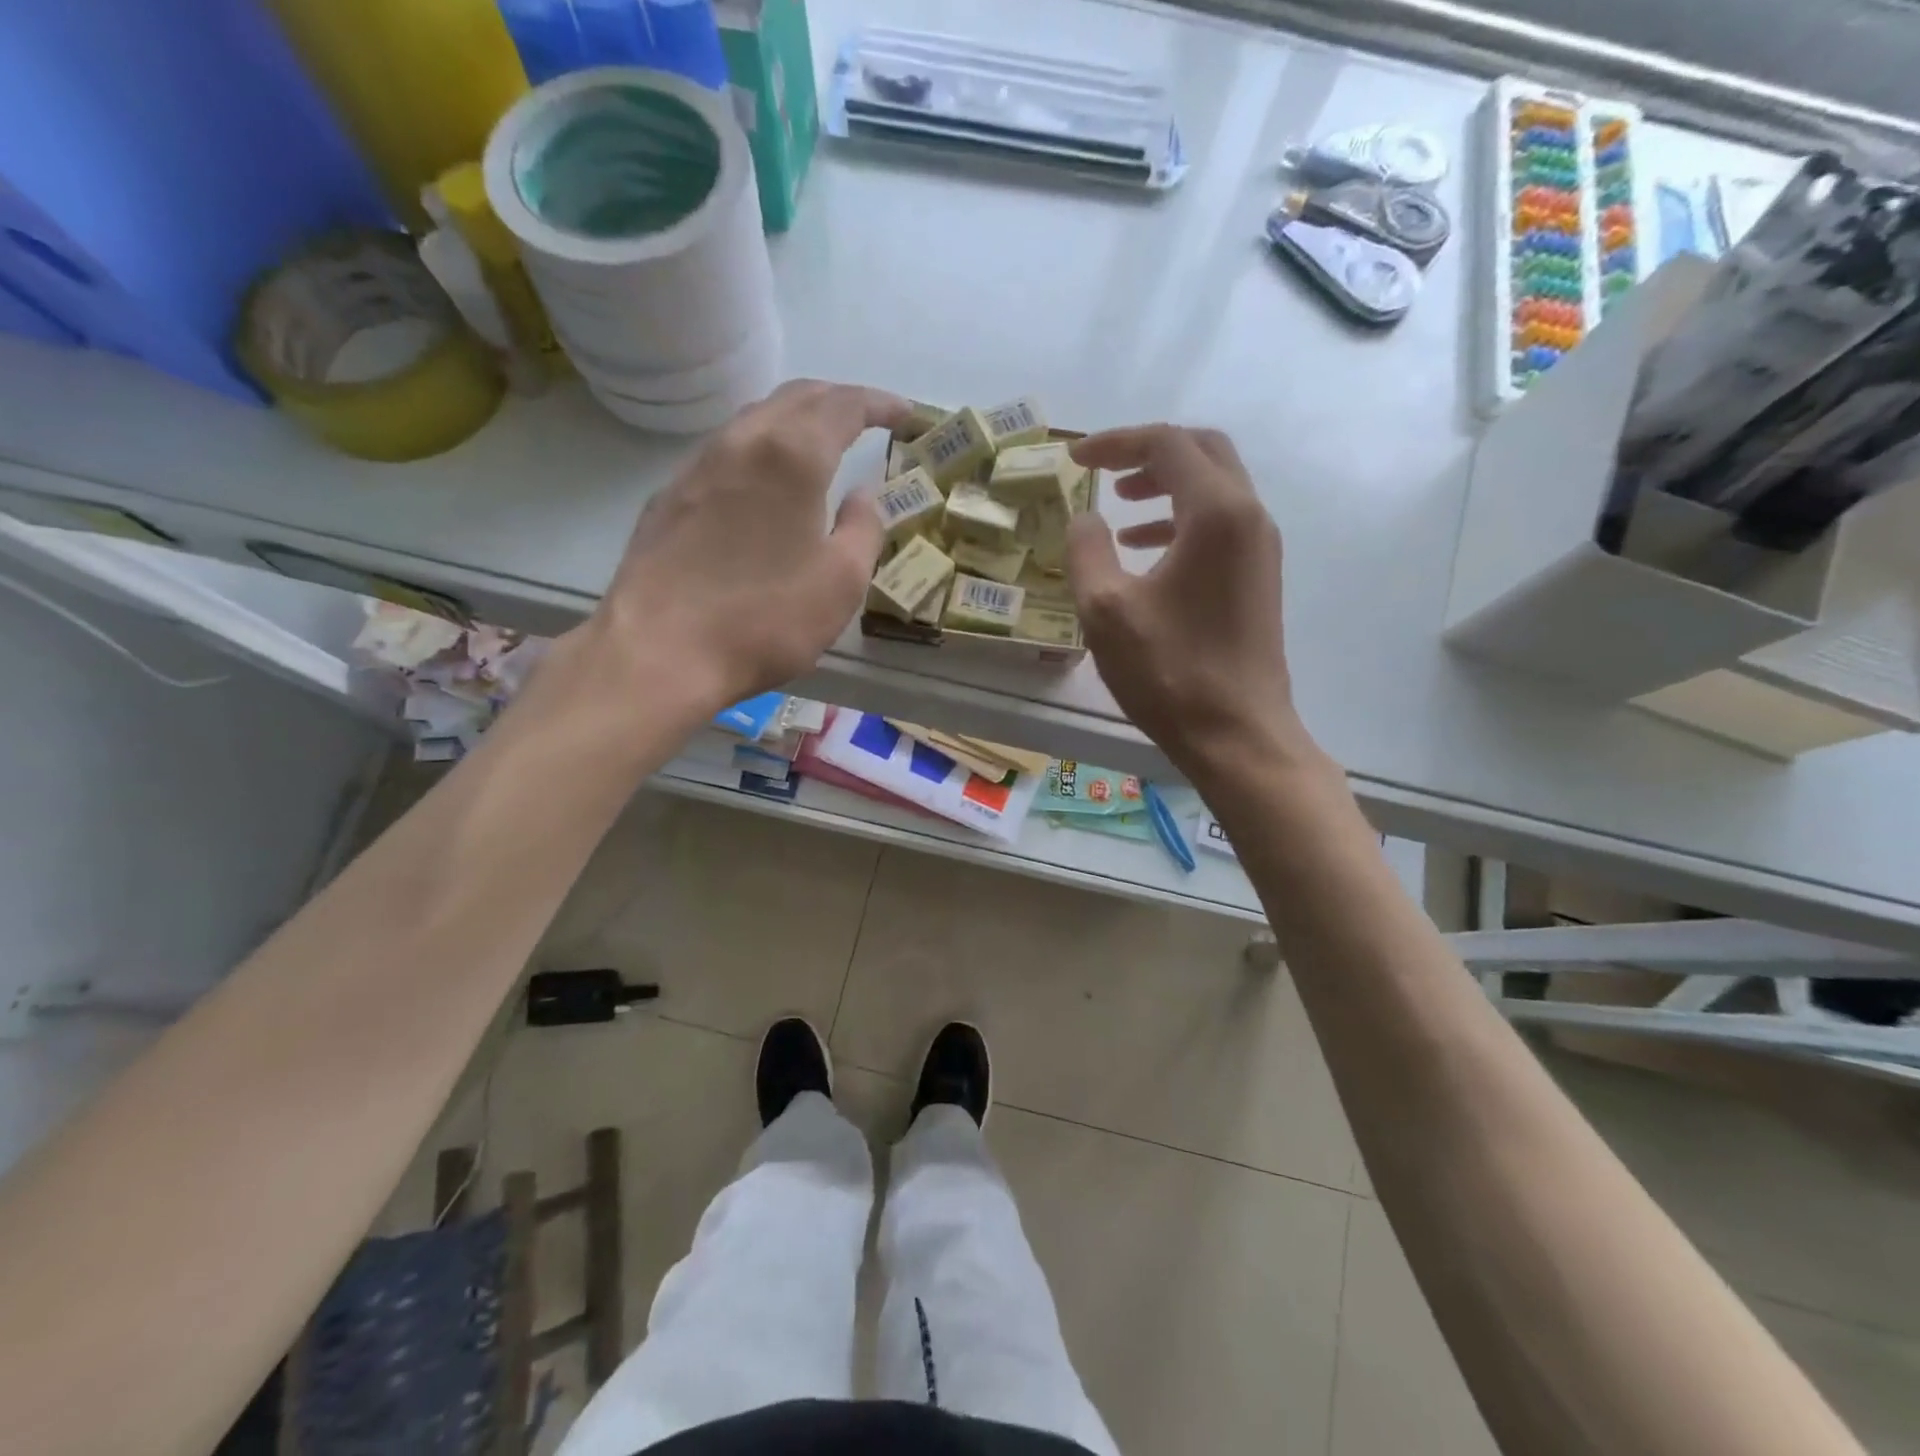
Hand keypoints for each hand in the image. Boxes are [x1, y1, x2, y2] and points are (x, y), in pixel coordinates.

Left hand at [590, 380, 909, 712]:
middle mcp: (742, 442)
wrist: (660, 651)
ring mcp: (698, 465)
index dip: (880, 403)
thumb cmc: (765, 619)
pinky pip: (727, 451)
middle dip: (839, 400)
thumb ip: (863, 529)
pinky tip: (767, 481)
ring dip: (797, 420)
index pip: (844, 405)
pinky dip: (762, 449)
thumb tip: (864, 496)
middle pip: (796, 397)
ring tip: (822, 443)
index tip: (906, 414)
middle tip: (869, 419)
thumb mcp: (841, 582)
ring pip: (756, 419)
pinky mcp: (670, 496)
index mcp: (792, 455)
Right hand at [1066, 425, 1304, 779]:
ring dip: (1165, 487)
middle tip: (1104, 472)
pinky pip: (1220, 525)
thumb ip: (1087, 550)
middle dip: (1148, 454)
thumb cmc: (1169, 672)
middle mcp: (1248, 516)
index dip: (1115, 443)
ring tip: (1119, 508)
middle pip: (1202, 453)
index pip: (1167, 444)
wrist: (1237, 734)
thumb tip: (1084, 518)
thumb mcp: (1106, 610)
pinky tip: (1145, 551)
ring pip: (1214, 488)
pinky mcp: (1258, 577)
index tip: (1074, 460)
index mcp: (1216, 513)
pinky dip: (1180, 521)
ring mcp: (1260, 548)